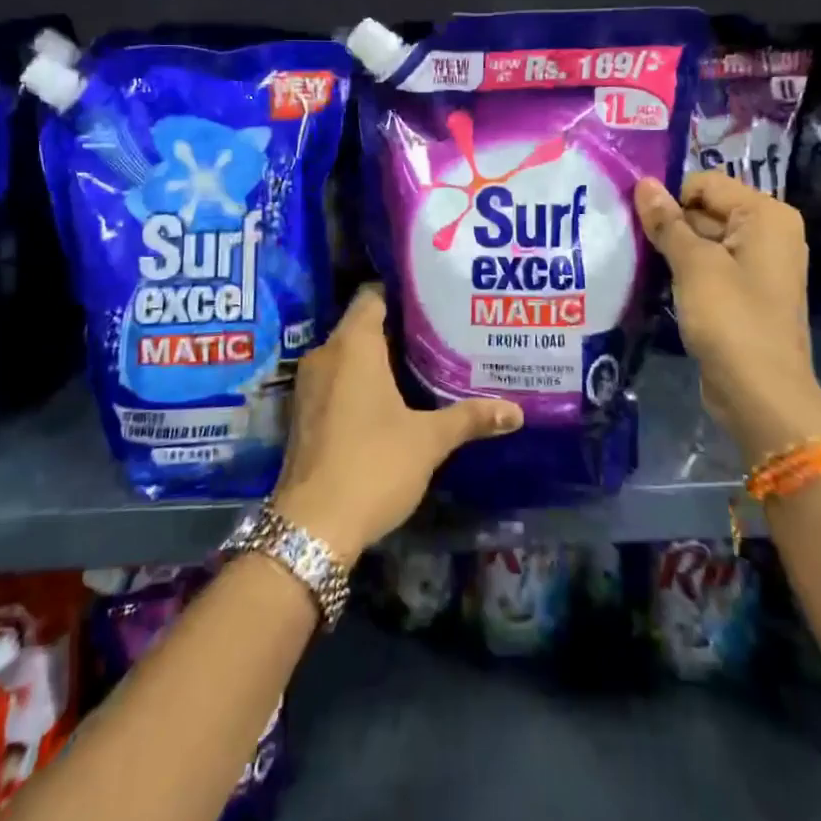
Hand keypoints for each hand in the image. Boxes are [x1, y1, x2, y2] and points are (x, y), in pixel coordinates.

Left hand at [271, 286, 522, 562]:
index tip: (435, 300)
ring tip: (423, 363)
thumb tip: (516, 412)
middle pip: (362, 324)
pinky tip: (392, 398)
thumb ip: (470, 418)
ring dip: (379, 357)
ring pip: (348, 354)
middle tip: (440, 332)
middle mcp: (325, 354)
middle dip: (398, 328)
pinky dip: (361, 380)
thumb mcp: (428, 440)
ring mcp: (310, 384)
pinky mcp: (305, 411)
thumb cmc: (373, 465)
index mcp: (352, 345)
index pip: (373, 295)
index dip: (403, 294)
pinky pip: (337, 379)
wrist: (313, 526)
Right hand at [635, 172, 820, 463]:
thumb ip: (667, 222)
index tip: (634, 217)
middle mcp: (768, 232)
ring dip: (671, 248)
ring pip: (703, 239)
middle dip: (668, 223)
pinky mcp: (743, 292)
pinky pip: (708, 266)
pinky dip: (683, 270)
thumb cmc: (731, 319)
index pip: (705, 183)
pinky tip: (654, 281)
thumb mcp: (694, 265)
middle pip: (705, 209)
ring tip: (636, 258)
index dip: (669, 197)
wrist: (760, 394)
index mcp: (766, 215)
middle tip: (628, 238)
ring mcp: (757, 265)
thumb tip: (644, 183)